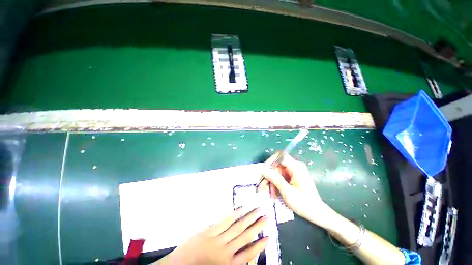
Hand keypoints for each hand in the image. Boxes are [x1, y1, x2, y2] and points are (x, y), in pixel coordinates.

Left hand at [157, 208, 267, 264]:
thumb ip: (232, 261)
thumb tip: (245, 252)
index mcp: (228, 264)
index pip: (249, 253)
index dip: (260, 245)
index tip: (268, 236)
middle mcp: (226, 251)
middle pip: (245, 236)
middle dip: (257, 226)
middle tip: (267, 216)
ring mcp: (218, 239)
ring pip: (237, 227)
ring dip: (249, 218)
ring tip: (258, 210)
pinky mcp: (209, 231)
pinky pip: (224, 222)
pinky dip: (234, 215)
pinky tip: (241, 209)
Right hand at [257, 153, 334, 228]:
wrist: (317, 213)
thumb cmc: (304, 203)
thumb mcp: (287, 192)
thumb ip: (275, 178)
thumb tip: (262, 169)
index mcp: (296, 167)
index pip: (280, 156)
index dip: (270, 162)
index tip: (263, 171)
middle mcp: (295, 166)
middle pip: (277, 166)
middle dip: (268, 176)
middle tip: (262, 187)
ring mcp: (294, 172)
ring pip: (277, 172)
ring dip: (271, 182)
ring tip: (268, 193)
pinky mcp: (292, 177)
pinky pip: (280, 177)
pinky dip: (276, 184)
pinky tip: (274, 193)